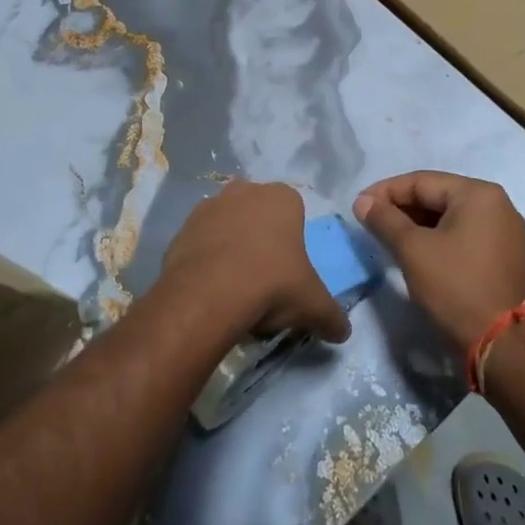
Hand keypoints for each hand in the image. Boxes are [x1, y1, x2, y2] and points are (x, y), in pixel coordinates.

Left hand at [159, 181, 350, 343]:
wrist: (209, 295)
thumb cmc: (272, 285)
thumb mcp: (314, 306)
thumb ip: (333, 317)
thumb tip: (343, 333)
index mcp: (282, 197)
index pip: (294, 212)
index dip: (293, 241)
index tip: (290, 271)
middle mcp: (244, 191)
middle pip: (259, 216)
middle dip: (261, 240)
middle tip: (264, 280)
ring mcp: (208, 207)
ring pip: (227, 227)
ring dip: (231, 248)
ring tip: (235, 289)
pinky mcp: (181, 229)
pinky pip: (200, 243)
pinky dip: (205, 261)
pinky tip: (211, 290)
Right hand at [353, 171, 524, 351]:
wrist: (500, 343)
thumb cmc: (454, 286)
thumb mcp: (412, 250)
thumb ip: (384, 220)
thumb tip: (362, 201)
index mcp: (479, 194)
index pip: (422, 181)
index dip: (385, 192)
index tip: (359, 206)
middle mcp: (497, 204)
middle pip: (438, 196)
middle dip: (402, 208)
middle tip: (370, 222)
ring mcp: (505, 231)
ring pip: (450, 217)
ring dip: (418, 224)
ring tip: (388, 236)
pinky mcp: (504, 254)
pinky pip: (463, 234)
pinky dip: (438, 238)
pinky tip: (416, 250)